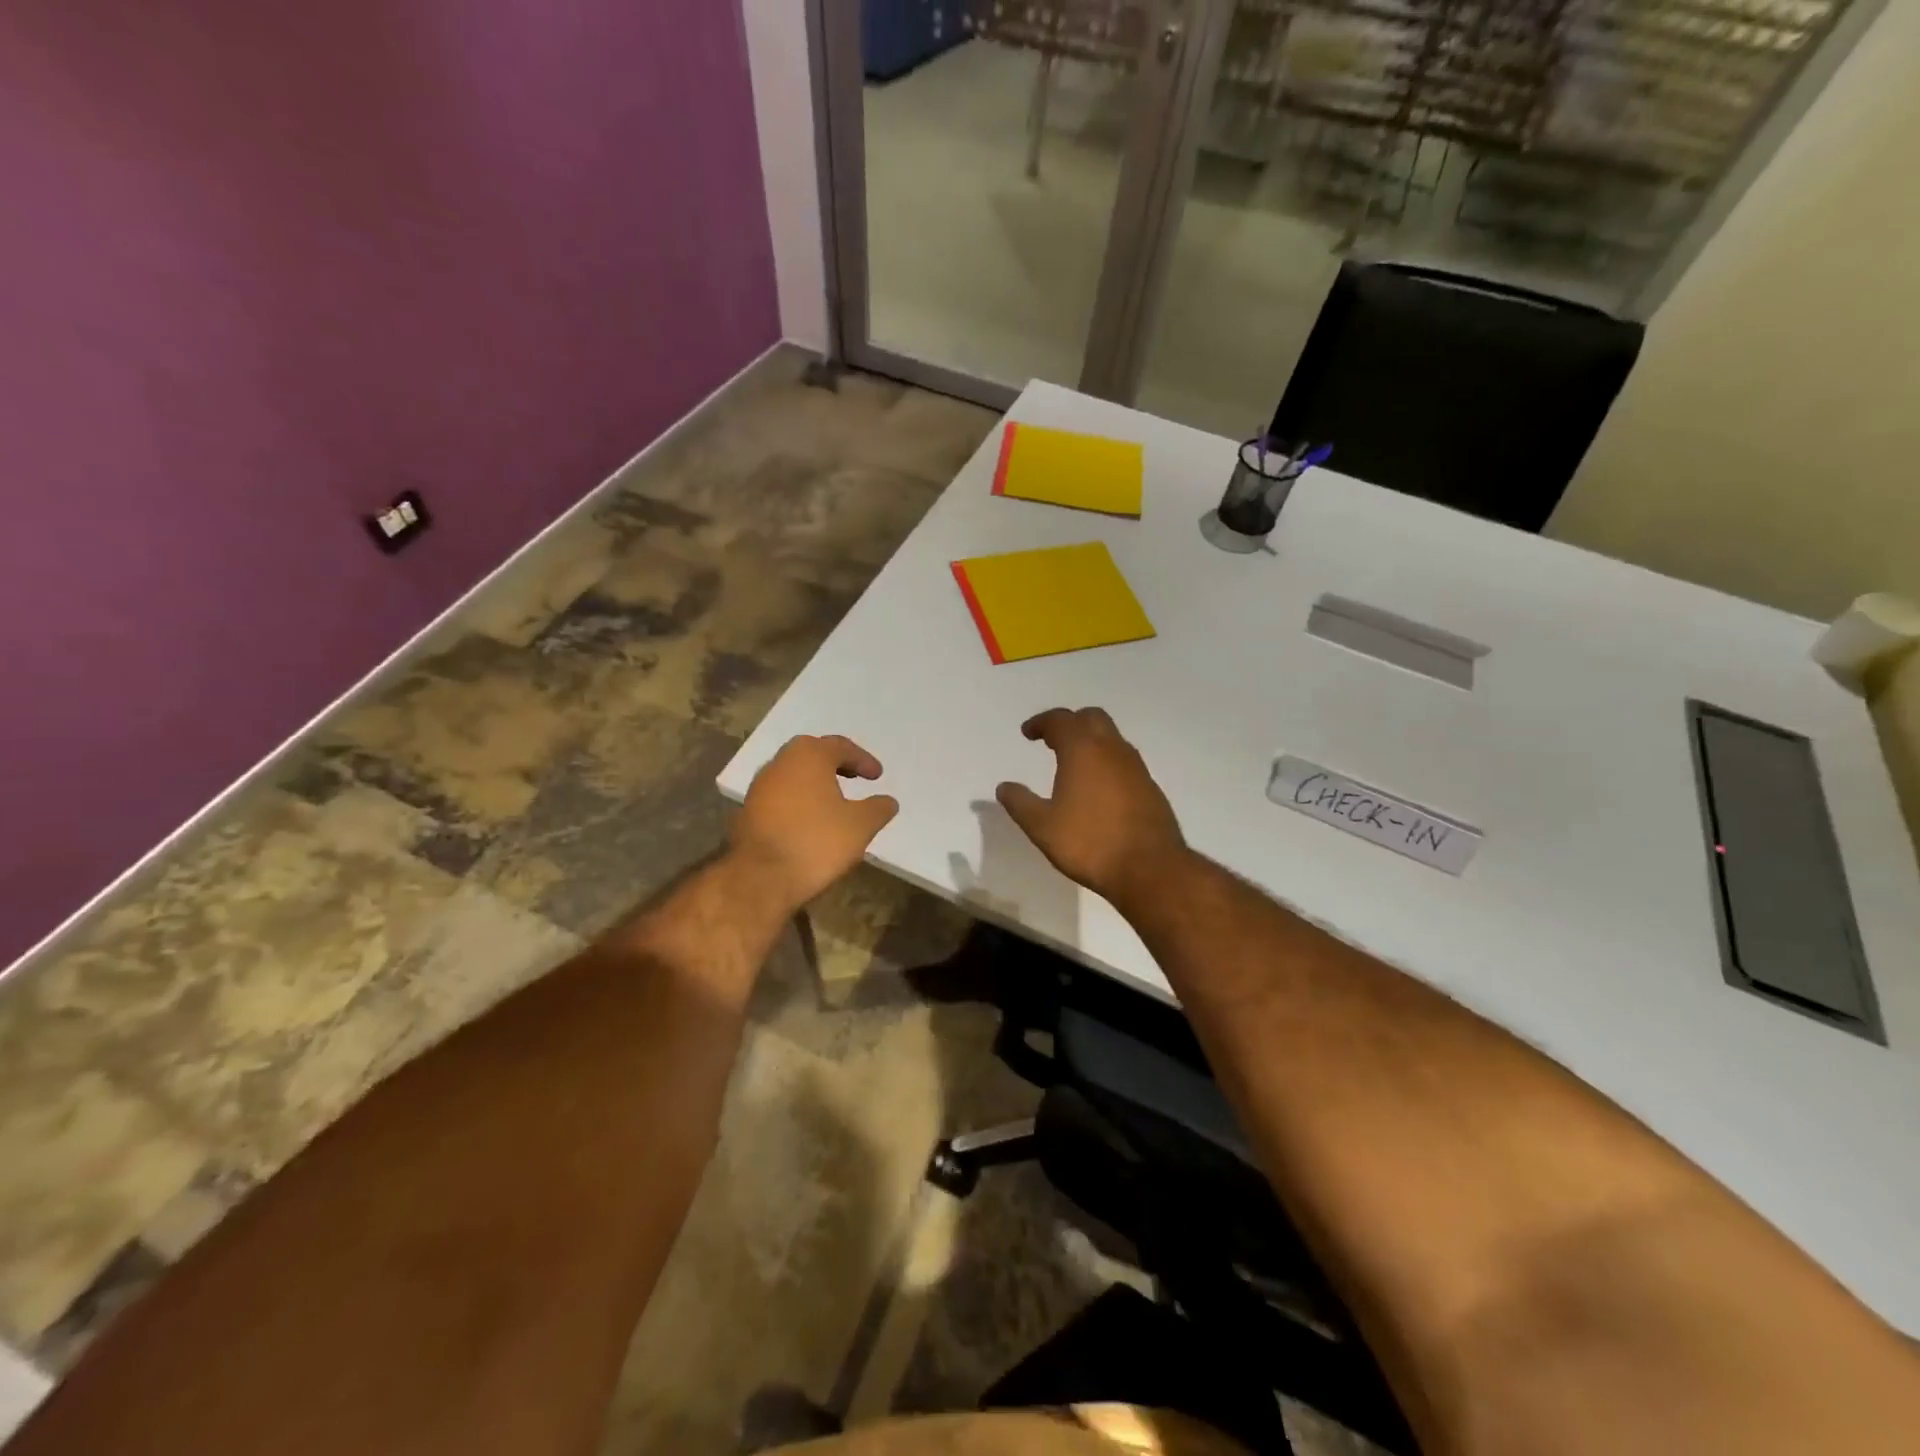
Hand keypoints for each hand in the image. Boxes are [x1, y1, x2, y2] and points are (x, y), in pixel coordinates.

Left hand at [732, 735, 899, 911]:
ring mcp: (759, 786)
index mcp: (809, 756)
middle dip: (835, 763)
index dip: (863, 760)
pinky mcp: (748, 810)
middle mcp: (780, 762)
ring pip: (793, 774)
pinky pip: (780, 796)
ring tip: (833, 801)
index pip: (841, 746)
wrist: (760, 877)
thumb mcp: (861, 826)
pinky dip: (798, 800)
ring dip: (814, 782)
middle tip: (854, 777)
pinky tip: (810, 820)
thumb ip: (878, 808)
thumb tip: (887, 801)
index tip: (877, 776)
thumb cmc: (816, 842)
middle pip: (812, 754)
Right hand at [996, 708, 1186, 906]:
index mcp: (1083, 750)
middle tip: (1052, 740)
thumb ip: (1020, 803)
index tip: (1028, 733)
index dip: (1041, 722)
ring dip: (1091, 741)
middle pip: (1091, 718)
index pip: (1060, 720)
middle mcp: (1112, 749)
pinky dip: (1107, 761)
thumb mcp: (1042, 827)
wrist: (1150, 868)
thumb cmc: (1089, 843)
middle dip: (1070, 723)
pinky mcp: (1150, 787)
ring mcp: (1136, 767)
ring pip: (1111, 738)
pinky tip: (1098, 787)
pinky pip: (1124, 761)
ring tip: (1073, 763)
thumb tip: (1004, 787)